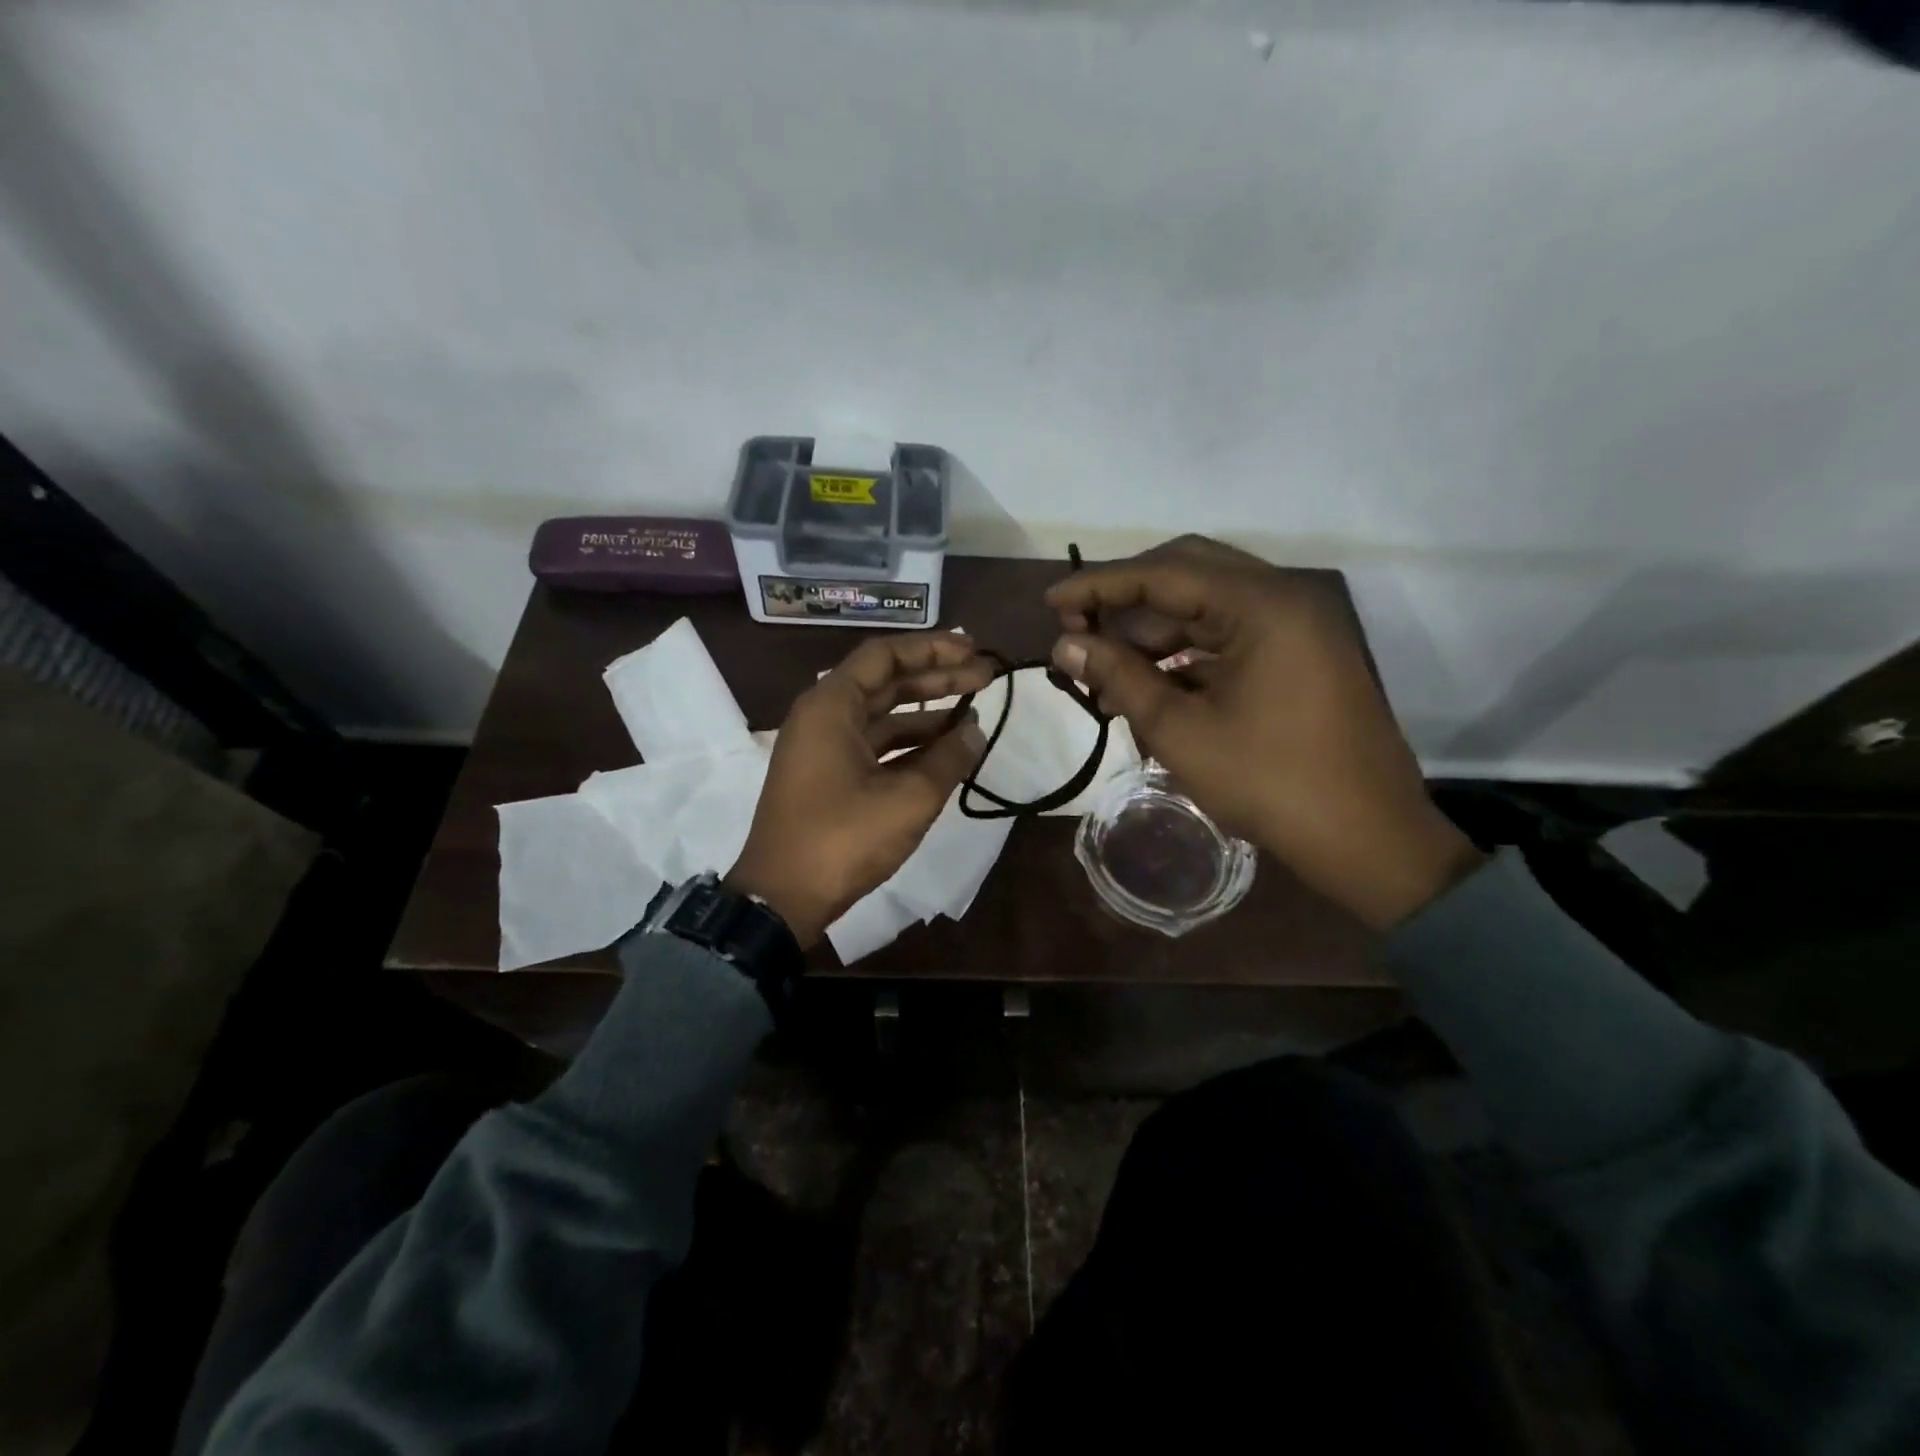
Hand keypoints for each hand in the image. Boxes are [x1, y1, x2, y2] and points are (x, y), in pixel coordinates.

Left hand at [727, 632, 992, 948]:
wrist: (782, 898)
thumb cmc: (842, 839)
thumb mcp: (907, 798)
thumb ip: (948, 759)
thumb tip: (976, 729)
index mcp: (831, 706)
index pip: (886, 656)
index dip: (933, 648)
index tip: (973, 650)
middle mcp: (823, 716)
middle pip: (886, 681)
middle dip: (937, 677)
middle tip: (985, 675)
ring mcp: (824, 748)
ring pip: (882, 715)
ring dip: (927, 712)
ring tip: (974, 711)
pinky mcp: (829, 776)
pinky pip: (875, 745)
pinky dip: (910, 744)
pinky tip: (946, 750)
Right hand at [1046, 535, 1482, 929]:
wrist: (1367, 839)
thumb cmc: (1269, 782)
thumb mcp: (1180, 730)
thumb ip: (1119, 676)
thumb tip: (1065, 643)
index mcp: (1261, 605)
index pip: (1163, 574)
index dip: (1100, 585)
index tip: (1051, 601)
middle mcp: (1283, 599)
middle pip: (1188, 573)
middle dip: (1127, 599)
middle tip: (1078, 626)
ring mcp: (1296, 627)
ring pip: (1207, 607)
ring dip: (1153, 633)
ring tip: (1104, 674)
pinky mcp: (1299, 656)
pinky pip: (1229, 636)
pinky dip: (1185, 654)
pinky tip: (1149, 686)